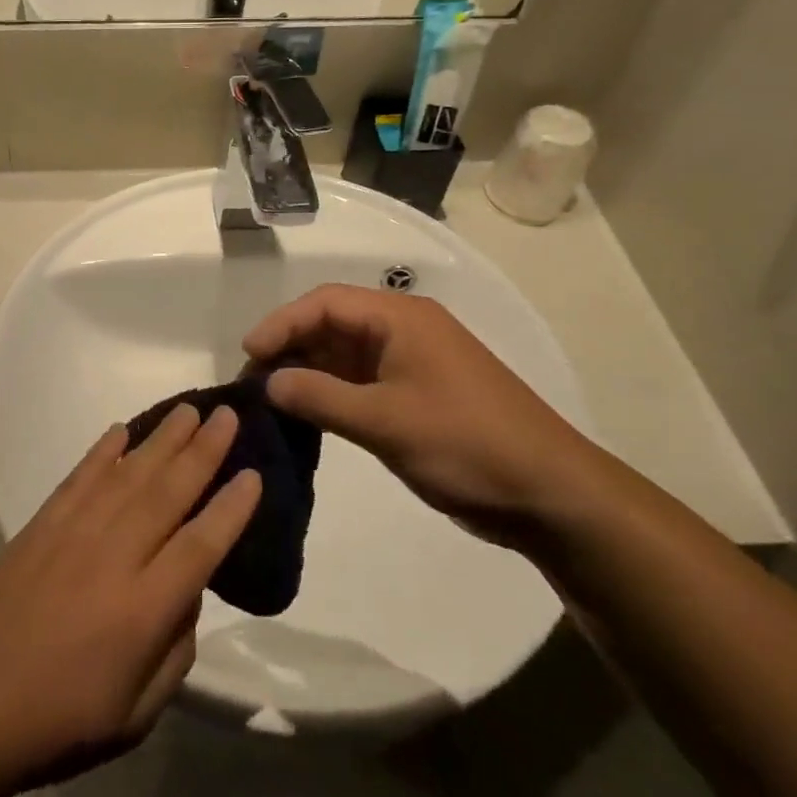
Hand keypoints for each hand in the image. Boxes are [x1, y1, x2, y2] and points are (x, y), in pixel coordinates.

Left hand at [0, 406, 260, 796]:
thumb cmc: (60, 722)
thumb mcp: (137, 715)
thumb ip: (175, 650)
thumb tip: (187, 593)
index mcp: (143, 611)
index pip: (200, 545)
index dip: (231, 508)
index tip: (254, 474)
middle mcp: (113, 559)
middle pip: (168, 493)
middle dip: (204, 450)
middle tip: (228, 415)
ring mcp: (73, 534)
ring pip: (128, 474)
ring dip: (162, 439)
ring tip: (188, 410)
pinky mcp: (41, 525)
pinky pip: (80, 477)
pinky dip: (103, 451)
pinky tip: (121, 430)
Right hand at [243, 285, 594, 544]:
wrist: (549, 493)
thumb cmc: (465, 444)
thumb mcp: (385, 421)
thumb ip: (320, 398)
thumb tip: (268, 383)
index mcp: (401, 318)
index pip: (325, 303)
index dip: (281, 324)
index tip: (247, 355)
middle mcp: (404, 330)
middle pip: (331, 324)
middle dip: (289, 347)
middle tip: (251, 382)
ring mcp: (412, 363)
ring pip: (344, 354)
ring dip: (307, 372)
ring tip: (269, 399)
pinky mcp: (417, 394)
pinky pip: (361, 381)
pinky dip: (330, 393)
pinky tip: (306, 414)